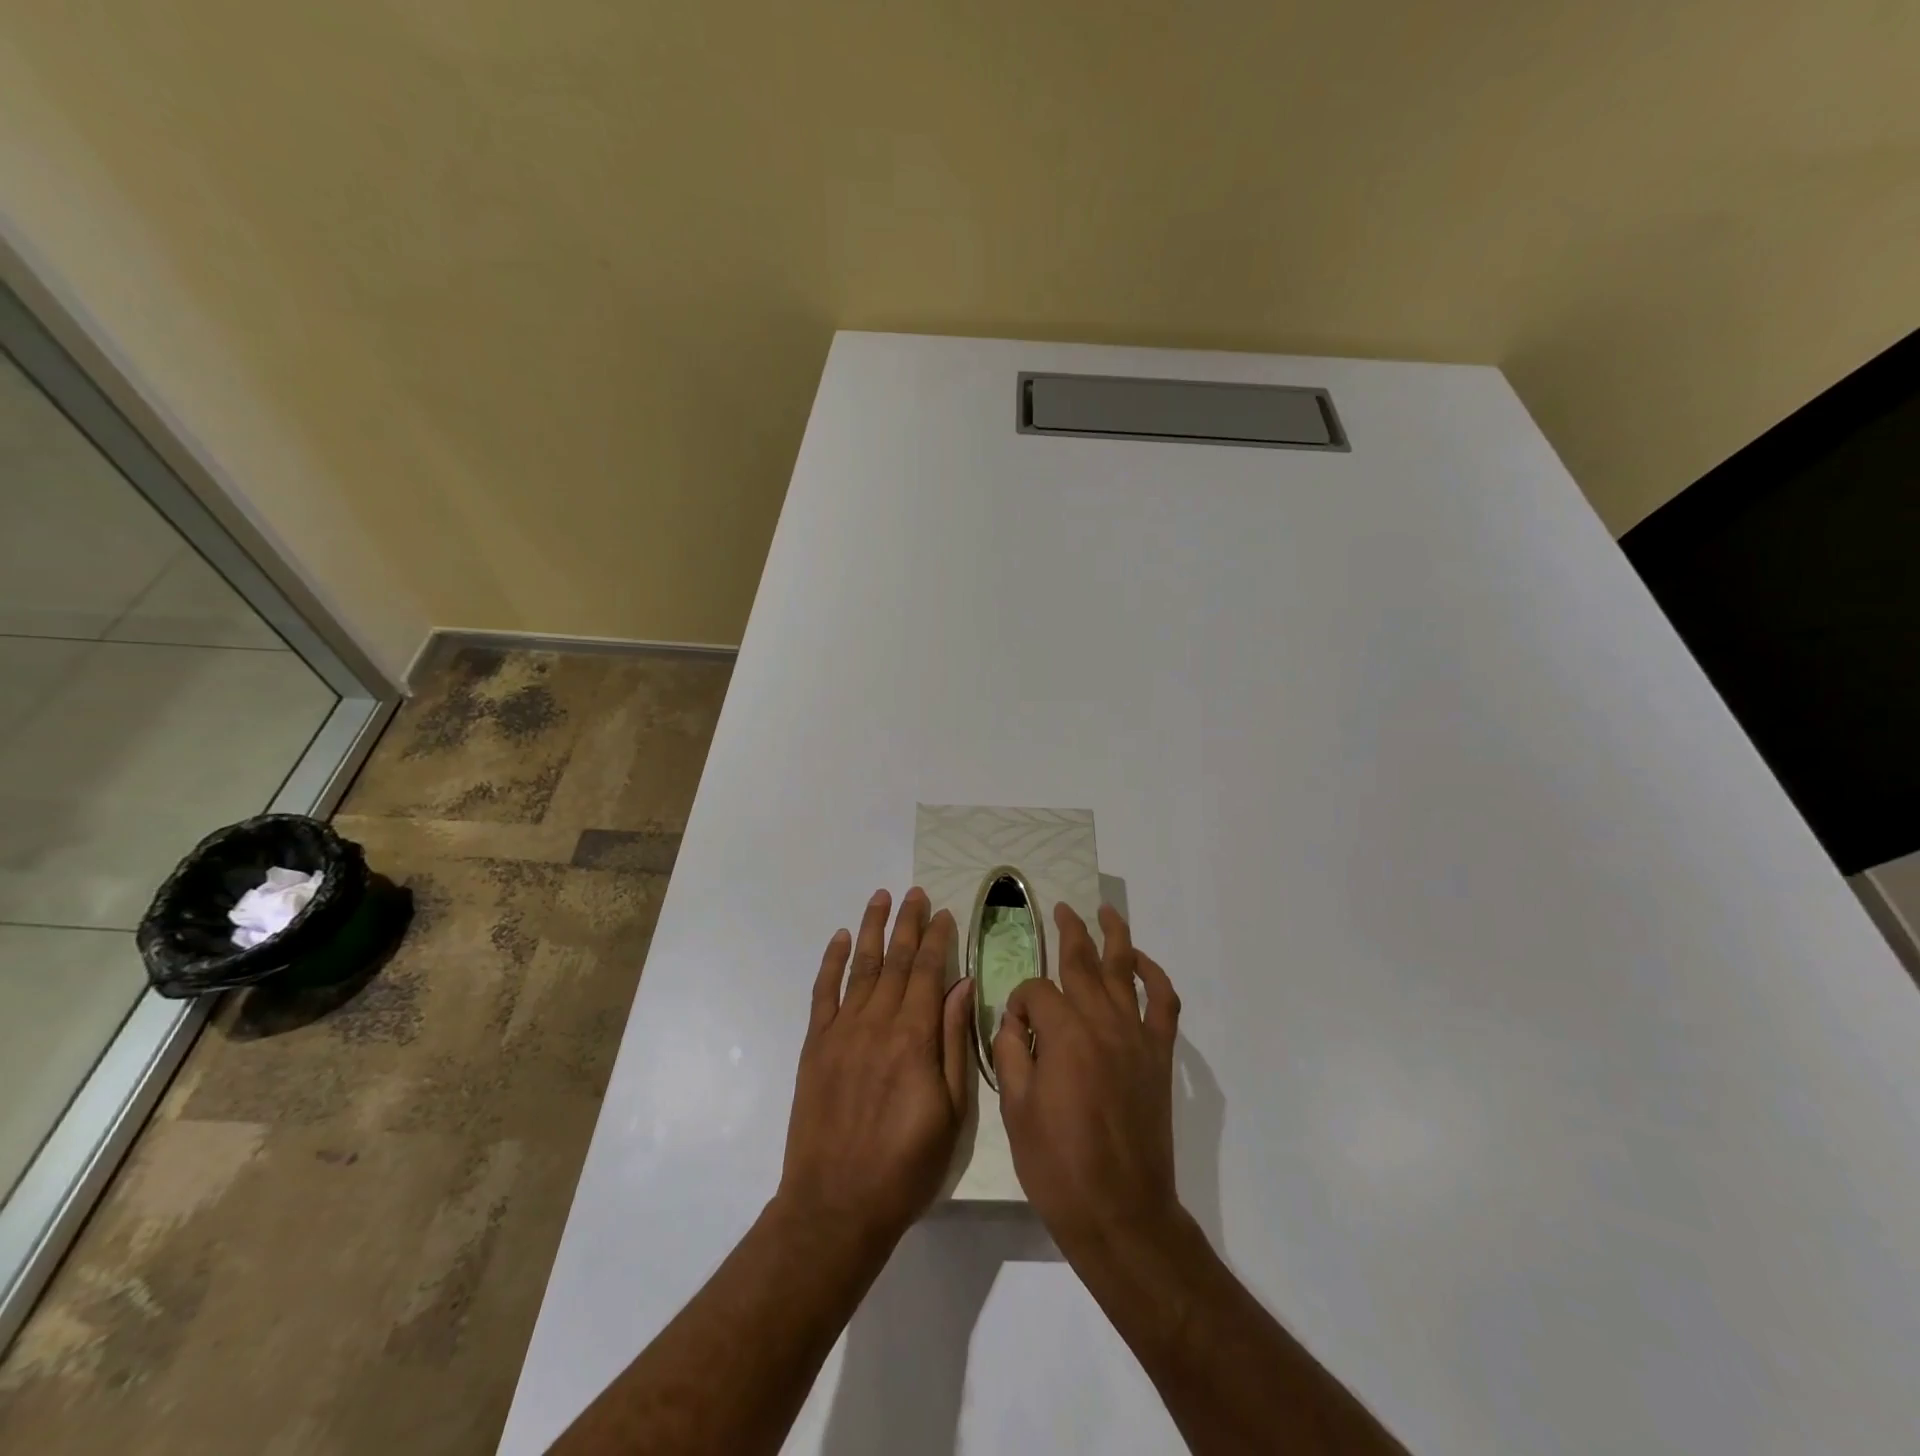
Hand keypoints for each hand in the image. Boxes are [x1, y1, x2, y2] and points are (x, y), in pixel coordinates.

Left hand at [777, 888, 973, 1249]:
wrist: (836, 1204)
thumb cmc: (906, 1165)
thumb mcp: (952, 1112)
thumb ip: (955, 1043)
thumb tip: (963, 986)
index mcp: (915, 1037)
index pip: (930, 972)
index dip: (938, 939)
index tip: (945, 913)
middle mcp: (877, 1022)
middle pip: (897, 960)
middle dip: (908, 923)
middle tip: (916, 893)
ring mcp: (842, 1031)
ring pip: (862, 966)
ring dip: (873, 929)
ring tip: (881, 898)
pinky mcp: (815, 1045)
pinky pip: (824, 992)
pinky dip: (832, 961)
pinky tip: (841, 938)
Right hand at [994, 903, 1183, 1258]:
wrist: (1121, 1212)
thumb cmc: (1058, 1166)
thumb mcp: (1015, 1109)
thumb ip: (1011, 1052)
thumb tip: (1014, 1021)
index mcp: (1063, 1033)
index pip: (1036, 991)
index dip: (1020, 1001)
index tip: (1014, 1027)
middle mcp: (1102, 1022)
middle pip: (1083, 962)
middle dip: (1069, 932)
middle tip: (1061, 909)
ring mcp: (1136, 1036)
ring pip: (1125, 970)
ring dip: (1114, 936)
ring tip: (1104, 912)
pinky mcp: (1159, 1056)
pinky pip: (1164, 1003)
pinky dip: (1155, 976)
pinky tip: (1142, 962)